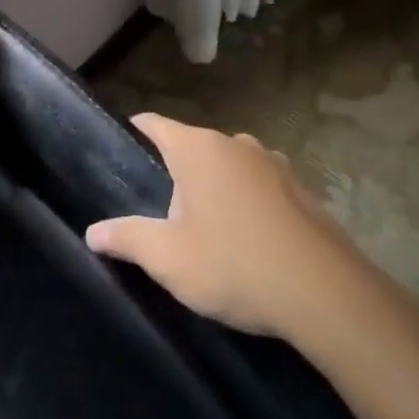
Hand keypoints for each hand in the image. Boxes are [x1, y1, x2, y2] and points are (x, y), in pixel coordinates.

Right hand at [86, 113, 366, 339]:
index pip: (155, 124)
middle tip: (160, 214)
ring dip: (214, 188)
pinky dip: (246, 201)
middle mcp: (236, 143)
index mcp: (198, 149)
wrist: (325, 294)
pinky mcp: (300, 188)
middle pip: (192, 147)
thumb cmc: (235, 266)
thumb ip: (126, 238)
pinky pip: (258, 185)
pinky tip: (248, 239)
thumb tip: (93, 231)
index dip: (135, 131)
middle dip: (175, 173)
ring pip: (228, 166)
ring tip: (206, 229)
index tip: (121, 149)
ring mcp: (273, 163)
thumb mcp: (168, 259)